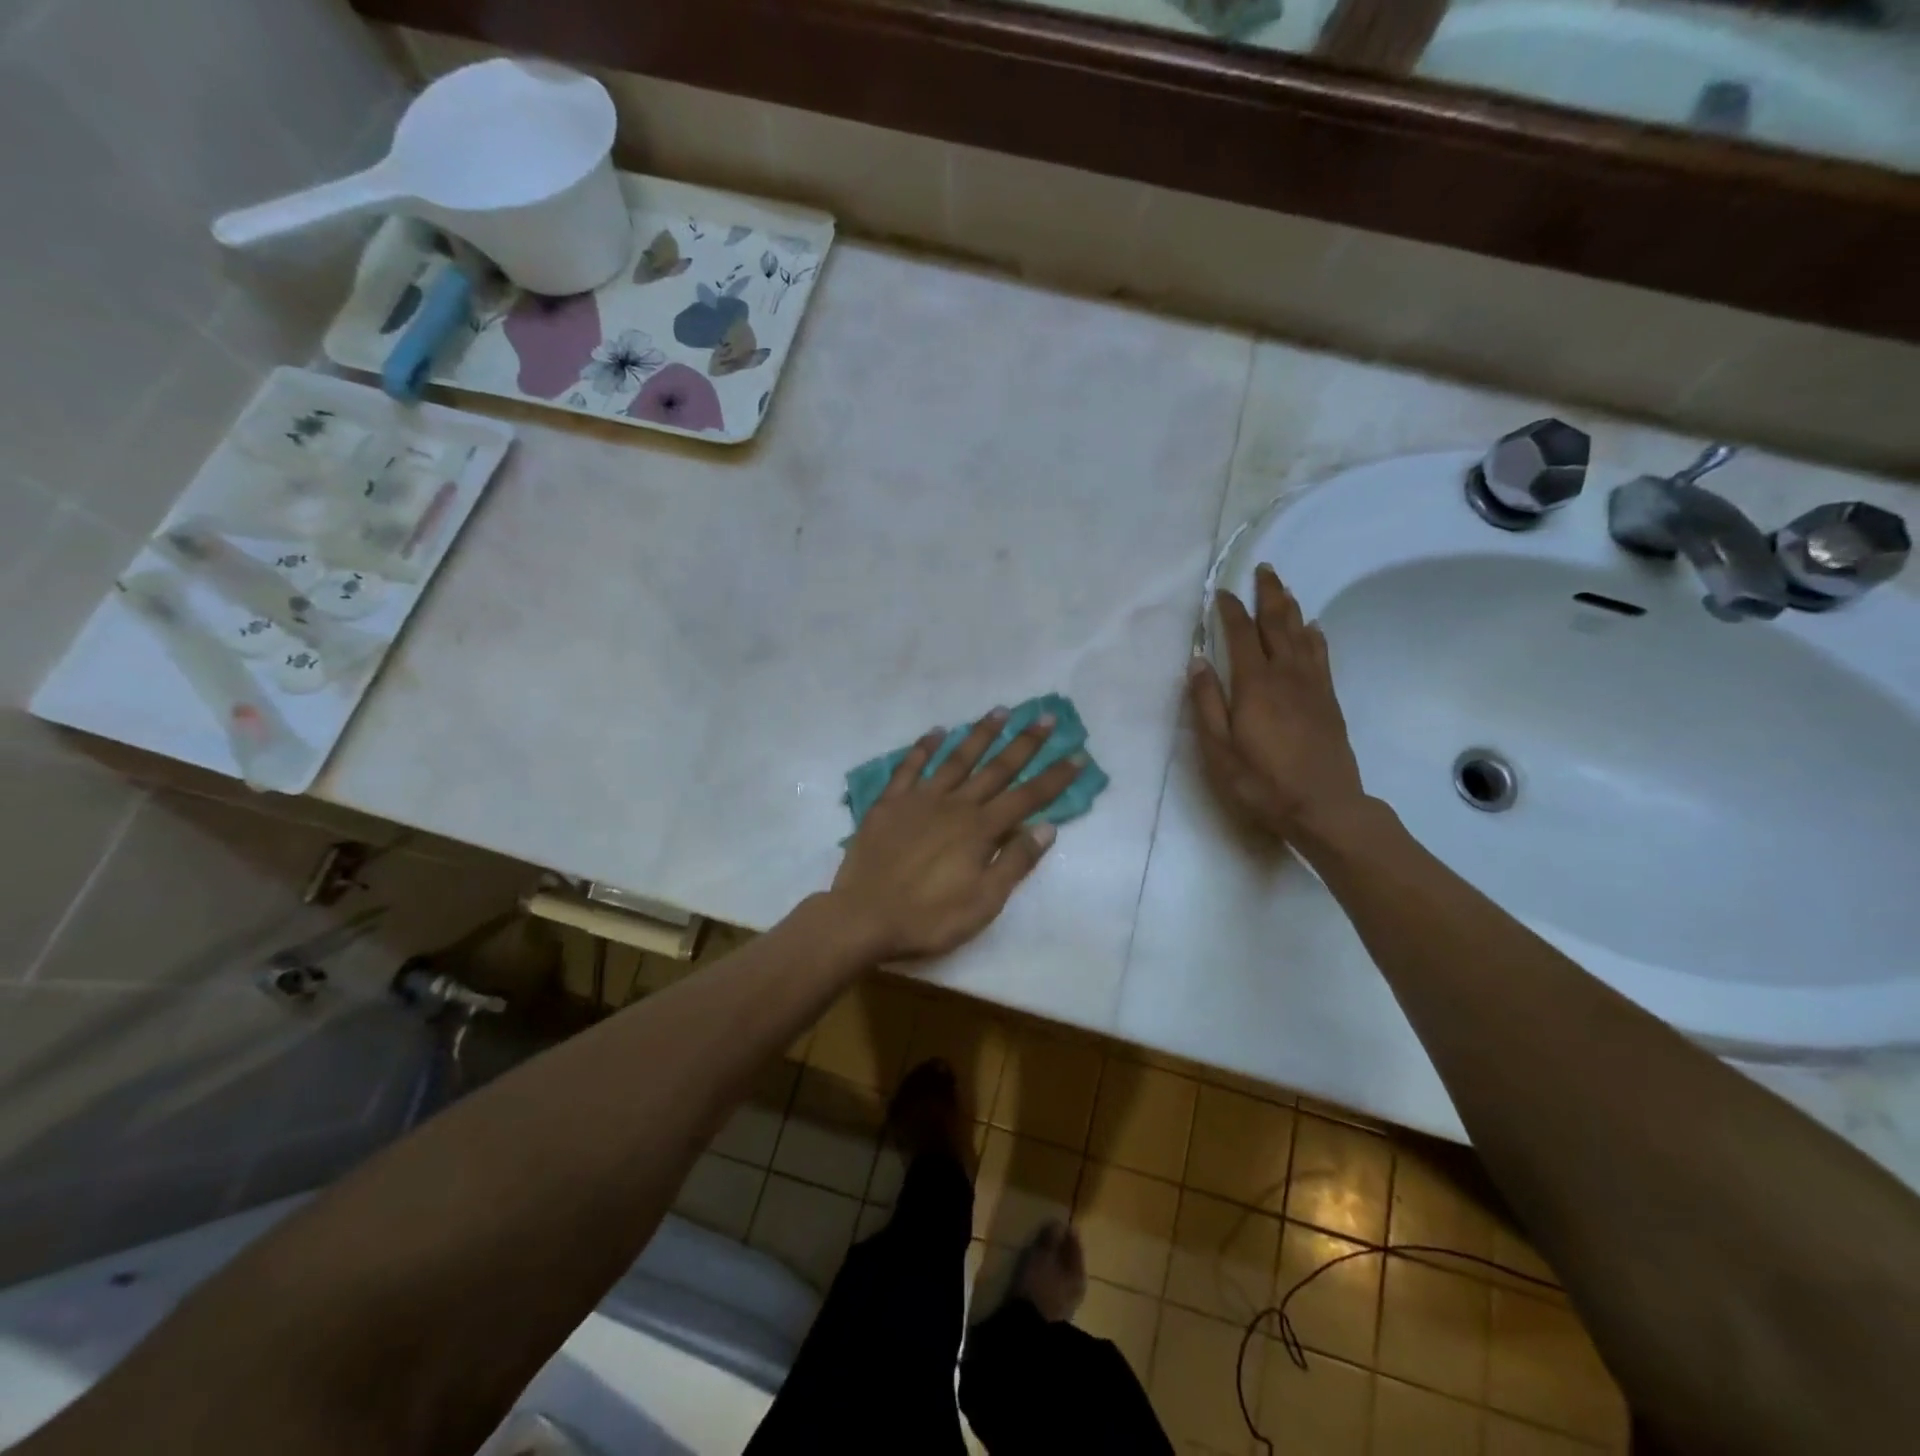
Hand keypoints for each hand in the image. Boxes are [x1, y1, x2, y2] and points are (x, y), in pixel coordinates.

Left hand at [830, 712, 1083, 960]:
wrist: (863, 917)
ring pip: (957, 759)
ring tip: (1000, 711)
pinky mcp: (890, 803)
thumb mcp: (983, 902)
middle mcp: (955, 805)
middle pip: (996, 768)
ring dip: (980, 734)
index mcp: (980, 830)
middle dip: (1024, 742)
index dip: (1054, 777)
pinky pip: (909, 767)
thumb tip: (1047, 827)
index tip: (1077, 755)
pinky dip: (924, 747)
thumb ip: (1015, 862)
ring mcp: (920, 800)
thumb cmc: (929, 918)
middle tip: (1044, 716)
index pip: (1027, 797)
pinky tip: (937, 731)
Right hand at [1188, 564, 1366, 839]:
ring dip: (1290, 607)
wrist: (1324, 806)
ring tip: (1282, 587)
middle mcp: (1286, 675)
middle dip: (1267, 594)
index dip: (1229, 611)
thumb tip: (1196, 662)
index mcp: (1254, 685)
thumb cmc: (1262, 782)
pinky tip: (1311, 627)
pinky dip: (1314, 635)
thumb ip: (1206, 704)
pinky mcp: (1328, 699)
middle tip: (1263, 569)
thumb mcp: (1220, 750)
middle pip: (1277, 624)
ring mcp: (1312, 686)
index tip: (1220, 592)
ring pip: (1301, 634)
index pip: (1240, 635)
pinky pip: (1321, 655)